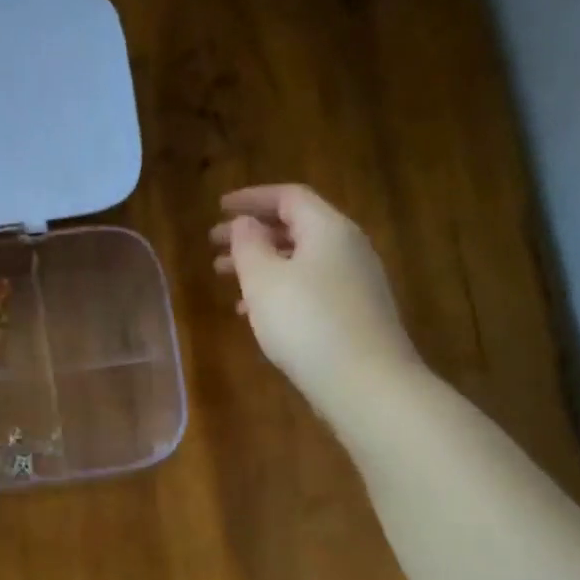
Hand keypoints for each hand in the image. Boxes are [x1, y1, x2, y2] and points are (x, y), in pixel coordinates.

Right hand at [210, 185, 421, 414]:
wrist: (365, 382)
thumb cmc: (306, 322)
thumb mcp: (264, 280)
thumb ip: (249, 245)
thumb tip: (246, 223)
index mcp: (328, 229)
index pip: (289, 197)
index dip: (251, 198)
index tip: (219, 208)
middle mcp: (347, 248)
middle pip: (295, 227)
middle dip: (252, 233)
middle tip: (215, 245)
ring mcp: (354, 282)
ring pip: (300, 260)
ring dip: (261, 263)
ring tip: (225, 277)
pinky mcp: (353, 313)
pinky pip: (309, 287)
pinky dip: (278, 289)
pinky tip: (254, 312)